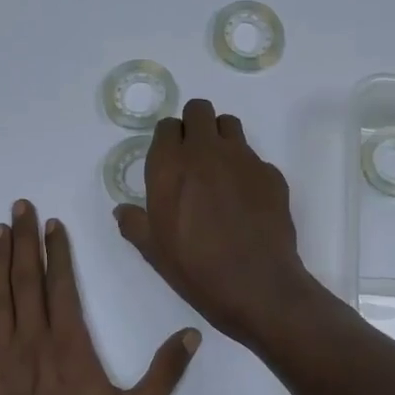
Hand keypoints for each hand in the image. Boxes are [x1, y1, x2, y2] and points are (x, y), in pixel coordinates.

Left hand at [0, 201, 199, 394]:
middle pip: (26, 283)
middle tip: (20, 207)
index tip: (53, 224)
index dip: (57, 252)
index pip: (61, 287)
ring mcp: (0, 363)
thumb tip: (192, 334)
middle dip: (24, 242)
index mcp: (70, 347)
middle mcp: (32, 345)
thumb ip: (165, 373)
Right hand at [113, 99, 319, 346]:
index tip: (171, 160)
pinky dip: (247, 170)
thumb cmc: (195, 268)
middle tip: (195, 156)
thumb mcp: (153, 250)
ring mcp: (243, 158)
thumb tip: (123, 211)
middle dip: (195, 125)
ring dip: (221, 138)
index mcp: (170, 165)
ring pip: (229, 125)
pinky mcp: (271, 173)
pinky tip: (247, 201)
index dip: (169, 140)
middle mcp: (206, 151)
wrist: (256, 285)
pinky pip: (255, 158)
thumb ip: (135, 224)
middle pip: (199, 110)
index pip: (167, 126)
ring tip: (221, 171)